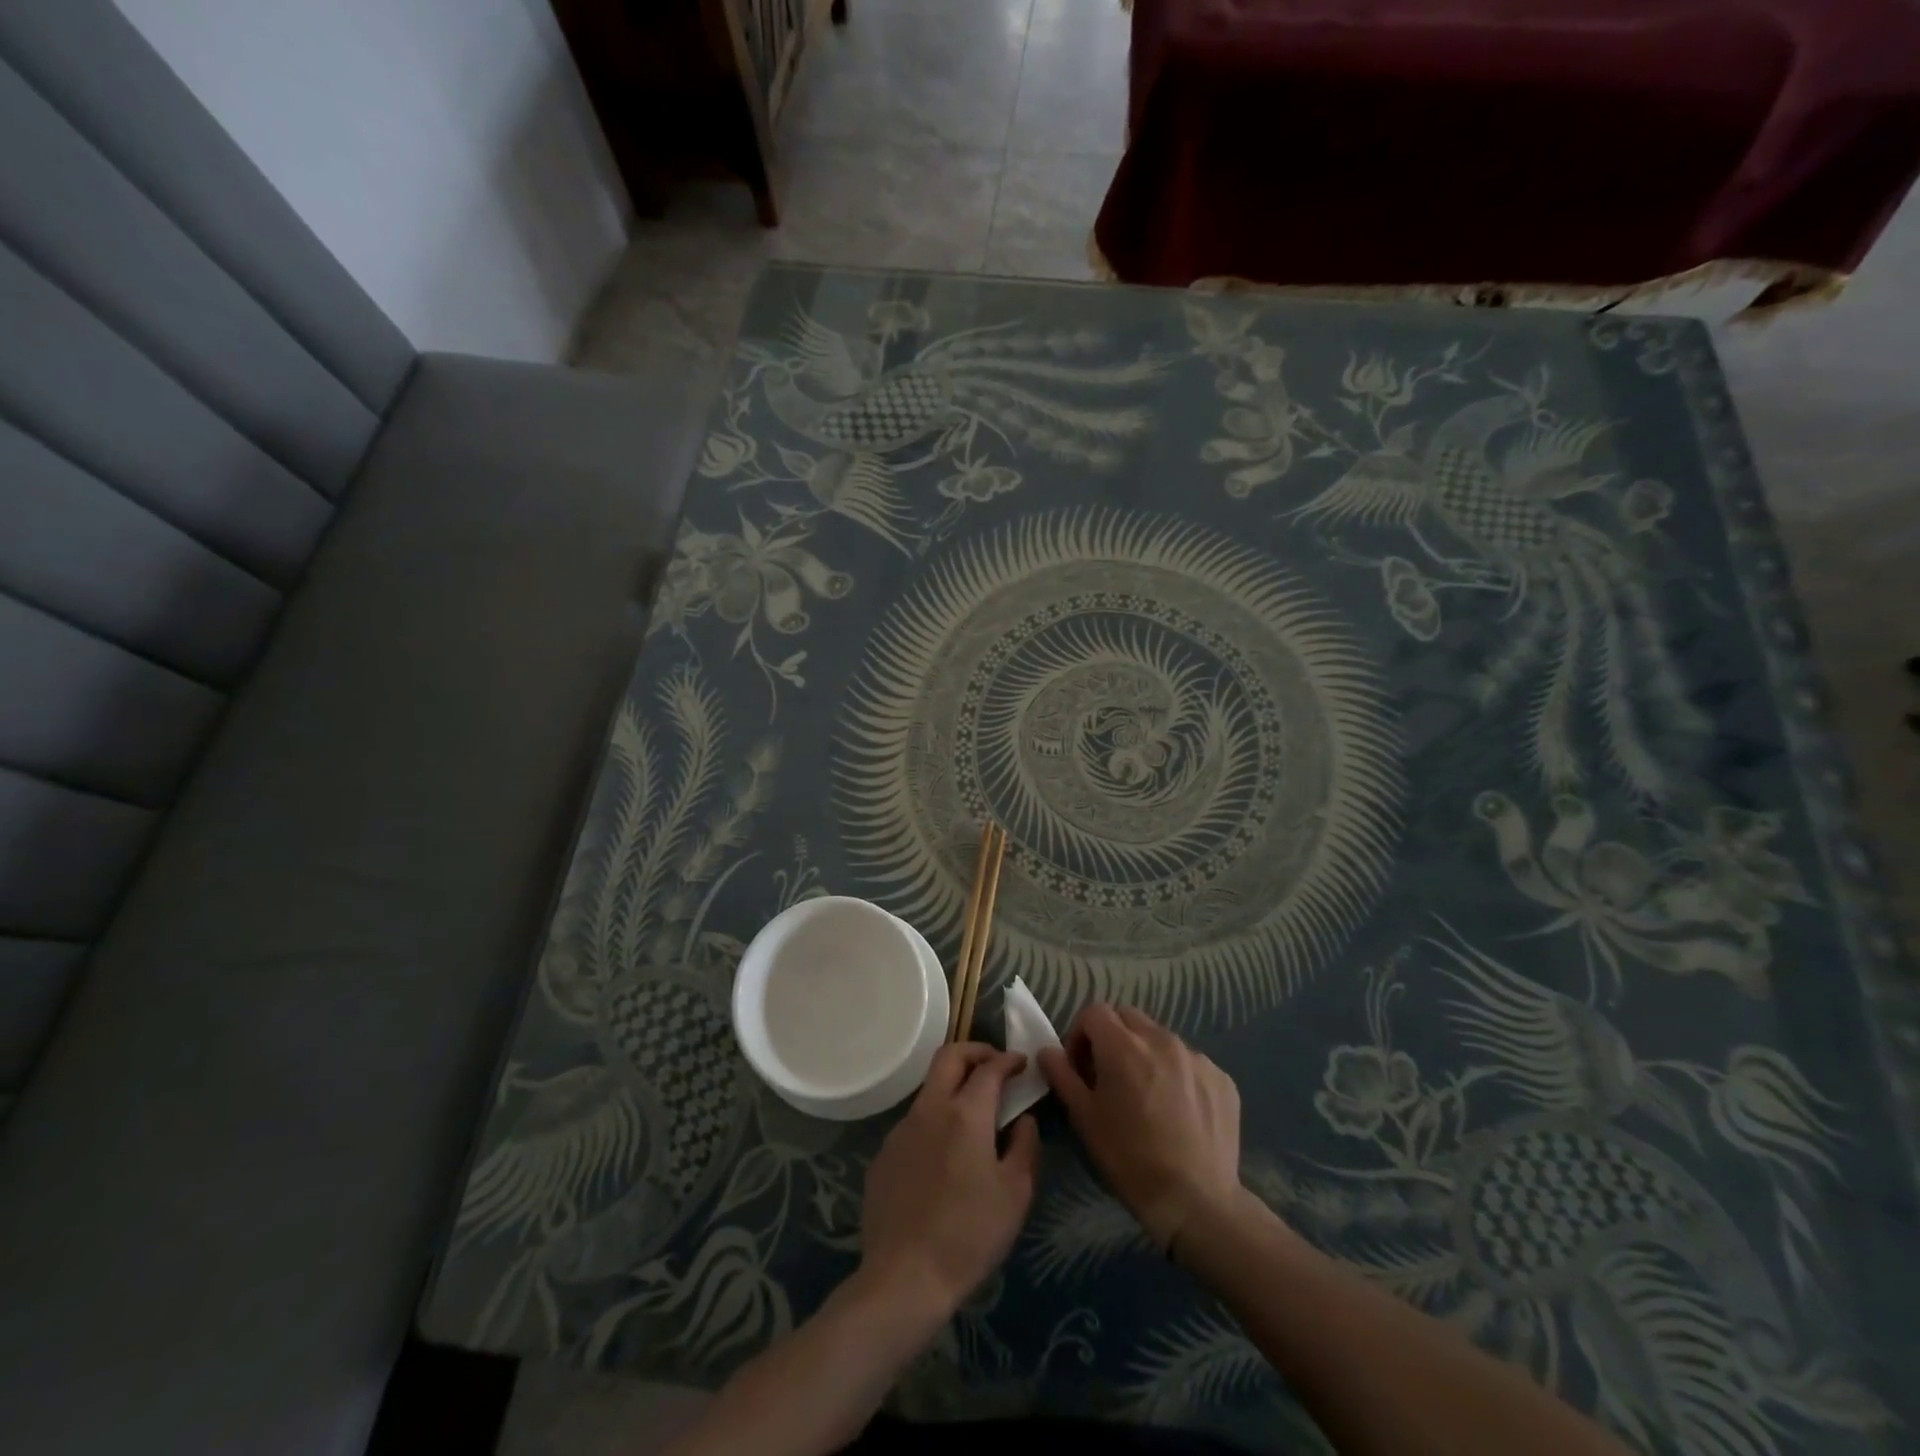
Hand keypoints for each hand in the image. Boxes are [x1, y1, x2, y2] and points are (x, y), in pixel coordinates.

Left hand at [858, 1044, 1039, 1319]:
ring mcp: (901, 1129)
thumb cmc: (970, 1234)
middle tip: (994, 1065)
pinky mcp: (884, 1154)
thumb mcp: (1016, 1193)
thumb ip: (1026, 1145)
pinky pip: (914, 1123)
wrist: (905, 1277)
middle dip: (975, 1051)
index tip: (1021, 1064)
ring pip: (929, 1088)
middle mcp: (929, 1108)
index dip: (1008, 1060)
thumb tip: (1023, 1119)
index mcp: (965, 1112)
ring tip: (972, 1113)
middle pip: (949, 1056)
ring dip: (952, 1086)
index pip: (989, 1067)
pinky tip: (943, 1155)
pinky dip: (934, 1121)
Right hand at [1039, 1004, 1242, 1254]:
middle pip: (1128, 1017)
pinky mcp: (1222, 1079)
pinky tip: (1178, 1111)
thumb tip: (1048, 1051)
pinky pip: (1191, 1063)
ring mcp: (1197, 1057)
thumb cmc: (1130, 1159)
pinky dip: (1177, 1075)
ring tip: (1146, 1095)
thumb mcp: (1084, 1119)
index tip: (1080, 1067)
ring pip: (1161, 1038)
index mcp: (1124, 1045)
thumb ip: (1062, 1076)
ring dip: (1145, 1054)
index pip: (1094, 1012)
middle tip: (1109, 1075)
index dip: (1080, 1034)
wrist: (1197, 1202)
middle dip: (1112, 1037)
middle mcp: (1162, 1039)